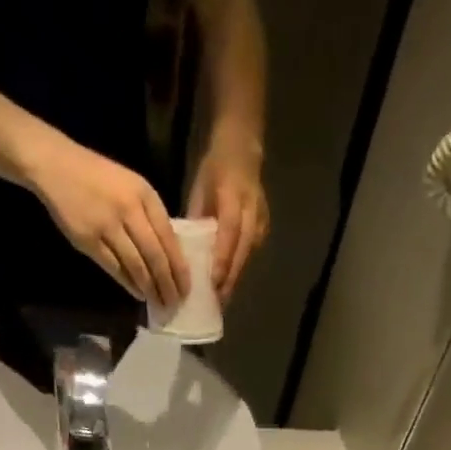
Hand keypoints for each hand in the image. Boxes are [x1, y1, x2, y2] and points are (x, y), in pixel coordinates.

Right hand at [29, 138, 187, 306]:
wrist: (57, 166)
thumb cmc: (99, 178)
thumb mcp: (132, 187)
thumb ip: (150, 217)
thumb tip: (168, 255)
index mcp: (145, 195)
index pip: (169, 238)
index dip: (179, 268)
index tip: (186, 288)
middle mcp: (129, 209)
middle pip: (155, 256)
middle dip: (167, 284)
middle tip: (174, 303)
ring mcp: (108, 225)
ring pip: (136, 265)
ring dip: (149, 288)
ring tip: (158, 303)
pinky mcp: (89, 240)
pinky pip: (115, 268)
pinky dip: (128, 283)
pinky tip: (137, 294)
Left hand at [186, 141, 268, 302]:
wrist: (243, 148)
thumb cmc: (215, 168)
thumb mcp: (200, 188)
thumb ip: (196, 219)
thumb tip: (186, 251)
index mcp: (233, 195)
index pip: (230, 231)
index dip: (223, 258)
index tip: (214, 282)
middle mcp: (252, 208)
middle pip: (243, 248)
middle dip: (231, 276)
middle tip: (218, 301)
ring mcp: (261, 218)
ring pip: (248, 253)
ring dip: (236, 277)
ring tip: (222, 299)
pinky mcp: (264, 226)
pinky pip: (251, 251)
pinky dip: (239, 268)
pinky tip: (229, 283)